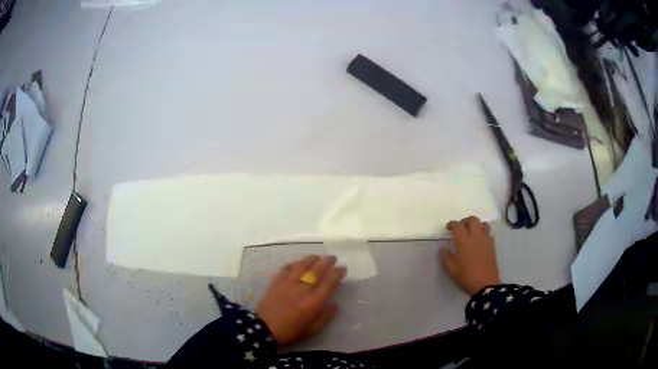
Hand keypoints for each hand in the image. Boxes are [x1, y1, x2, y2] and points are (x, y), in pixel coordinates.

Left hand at [256, 255, 345, 346]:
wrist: (265, 328)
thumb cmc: (291, 332)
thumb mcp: (313, 330)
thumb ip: (326, 316)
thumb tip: (334, 304)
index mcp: (314, 302)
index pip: (329, 283)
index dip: (337, 273)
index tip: (342, 268)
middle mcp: (303, 289)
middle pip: (317, 270)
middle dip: (327, 262)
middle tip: (332, 258)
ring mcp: (288, 283)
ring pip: (302, 265)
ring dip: (311, 259)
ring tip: (317, 257)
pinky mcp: (276, 281)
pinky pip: (286, 268)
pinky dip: (294, 264)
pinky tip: (298, 263)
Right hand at [440, 216, 499, 295]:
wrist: (485, 284)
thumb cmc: (466, 276)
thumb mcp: (450, 269)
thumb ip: (445, 256)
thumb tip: (444, 247)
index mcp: (464, 241)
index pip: (457, 226)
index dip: (452, 224)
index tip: (449, 227)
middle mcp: (476, 236)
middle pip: (472, 220)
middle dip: (465, 221)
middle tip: (461, 228)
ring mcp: (486, 240)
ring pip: (482, 224)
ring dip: (476, 225)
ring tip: (472, 232)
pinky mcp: (492, 245)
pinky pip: (488, 232)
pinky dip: (483, 232)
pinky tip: (479, 241)